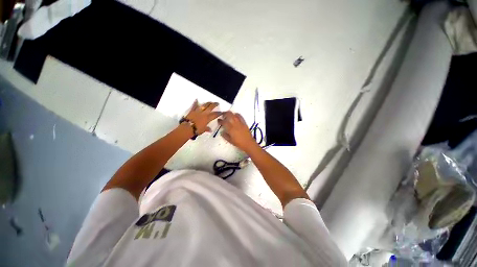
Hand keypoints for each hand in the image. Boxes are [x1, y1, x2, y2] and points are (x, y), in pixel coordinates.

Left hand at [185, 100, 221, 134]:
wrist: (187, 128)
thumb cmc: (196, 130)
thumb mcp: (203, 130)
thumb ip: (207, 129)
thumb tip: (210, 130)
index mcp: (207, 118)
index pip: (215, 115)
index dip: (219, 113)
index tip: (222, 111)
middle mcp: (204, 113)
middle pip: (210, 107)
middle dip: (214, 104)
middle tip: (217, 103)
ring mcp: (198, 111)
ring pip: (204, 105)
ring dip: (207, 103)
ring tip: (210, 102)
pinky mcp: (192, 111)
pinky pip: (194, 105)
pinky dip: (195, 102)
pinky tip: (196, 99)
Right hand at [218, 111, 257, 151]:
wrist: (248, 143)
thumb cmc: (239, 143)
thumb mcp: (230, 141)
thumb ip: (225, 135)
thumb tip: (222, 132)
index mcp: (230, 129)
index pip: (224, 122)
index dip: (220, 120)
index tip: (218, 120)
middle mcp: (235, 124)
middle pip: (229, 115)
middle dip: (225, 113)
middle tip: (223, 115)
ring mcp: (240, 123)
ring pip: (234, 114)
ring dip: (230, 114)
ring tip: (228, 115)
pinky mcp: (244, 123)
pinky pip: (240, 116)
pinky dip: (237, 115)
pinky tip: (235, 116)